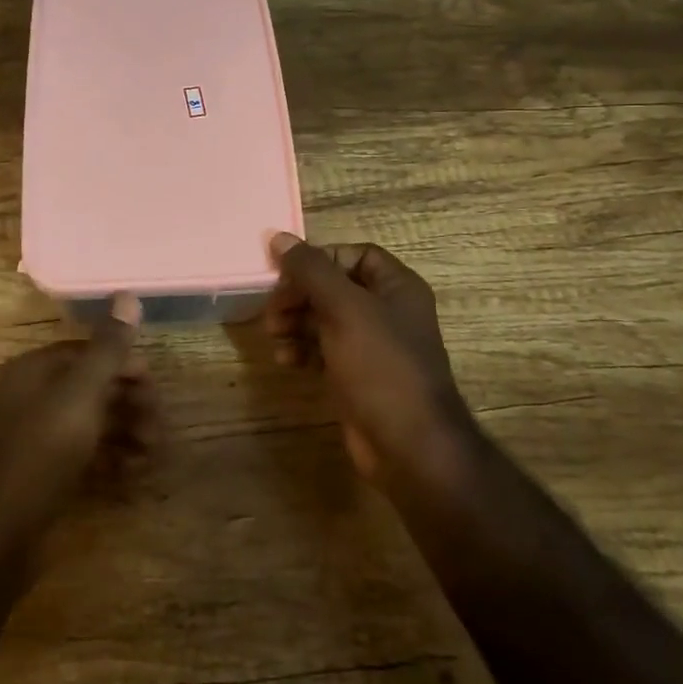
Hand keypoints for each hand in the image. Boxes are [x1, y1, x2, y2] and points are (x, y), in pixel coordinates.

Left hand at [0, 294, 156, 537]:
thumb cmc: (41, 452)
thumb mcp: (80, 394)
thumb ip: (108, 348)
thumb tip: (127, 294)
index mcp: (34, 370)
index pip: (87, 352)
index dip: (123, 365)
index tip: (153, 385)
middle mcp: (32, 396)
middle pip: (93, 388)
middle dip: (130, 404)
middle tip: (158, 428)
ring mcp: (36, 437)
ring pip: (92, 423)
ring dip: (126, 433)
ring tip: (151, 455)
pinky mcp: (44, 472)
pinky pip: (84, 454)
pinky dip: (110, 459)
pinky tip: (131, 474)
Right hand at [264, 233, 476, 486]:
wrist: (409, 446)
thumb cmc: (381, 366)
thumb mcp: (344, 309)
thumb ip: (310, 270)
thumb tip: (278, 237)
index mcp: (397, 287)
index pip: (353, 255)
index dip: (320, 259)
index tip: (288, 273)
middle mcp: (387, 312)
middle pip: (334, 286)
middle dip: (300, 294)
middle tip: (273, 309)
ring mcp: (372, 346)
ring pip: (324, 318)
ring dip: (295, 321)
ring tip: (274, 334)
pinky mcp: (356, 376)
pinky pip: (323, 349)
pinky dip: (302, 349)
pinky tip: (286, 360)